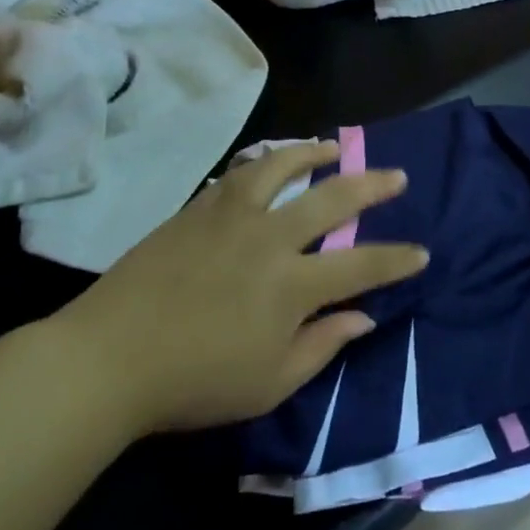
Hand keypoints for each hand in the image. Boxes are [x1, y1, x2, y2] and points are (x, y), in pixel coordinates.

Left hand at [52, 142, 427, 436]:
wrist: (107, 358)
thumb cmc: (194, 382)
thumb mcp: (270, 384)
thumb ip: (322, 345)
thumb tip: (363, 317)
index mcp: (292, 285)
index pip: (362, 266)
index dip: (397, 259)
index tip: (421, 252)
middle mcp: (270, 238)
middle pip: (333, 199)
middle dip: (373, 186)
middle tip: (397, 176)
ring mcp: (231, 217)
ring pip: (282, 167)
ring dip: (315, 153)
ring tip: (334, 146)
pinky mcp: (198, 210)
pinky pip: (240, 174)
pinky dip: (265, 161)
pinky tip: (272, 160)